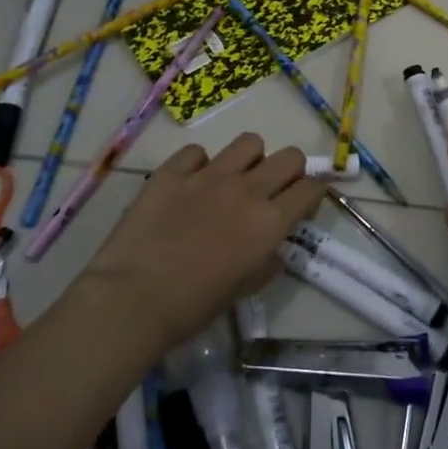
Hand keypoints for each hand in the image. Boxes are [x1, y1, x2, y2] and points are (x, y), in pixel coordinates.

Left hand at [81, 135, 325, 357]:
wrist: (133, 299)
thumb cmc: (194, 306)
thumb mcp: (245, 289)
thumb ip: (267, 260)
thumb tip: (271, 245)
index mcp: (270, 221)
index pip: (312, 188)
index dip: (314, 193)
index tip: (303, 205)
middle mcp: (247, 189)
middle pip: (290, 156)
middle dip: (290, 171)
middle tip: (273, 191)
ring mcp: (209, 175)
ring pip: (249, 142)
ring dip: (249, 160)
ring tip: (233, 180)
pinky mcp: (173, 171)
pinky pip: (197, 152)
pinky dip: (199, 165)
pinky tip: (189, 185)